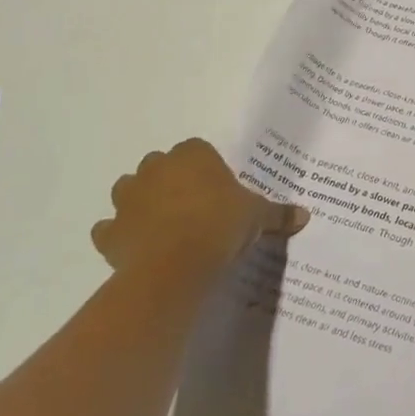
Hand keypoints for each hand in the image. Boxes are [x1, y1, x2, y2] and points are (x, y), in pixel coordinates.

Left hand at [93, 138, 308, 278]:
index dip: (206, 167)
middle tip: (193, 204)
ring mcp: (128, 199)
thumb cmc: (221, 226)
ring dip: (140, 201)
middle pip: (159, 165)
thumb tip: (305, 215)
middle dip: (170, 180)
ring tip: (163, 223)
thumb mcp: (258, 217)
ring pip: (129, 190)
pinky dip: (118, 235)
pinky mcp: (109, 232)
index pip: (196, 149)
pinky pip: (109, 228)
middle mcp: (156, 169)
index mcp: (192, 156)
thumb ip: (278, 213)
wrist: (174, 266)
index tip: (218, 187)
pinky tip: (136, 247)